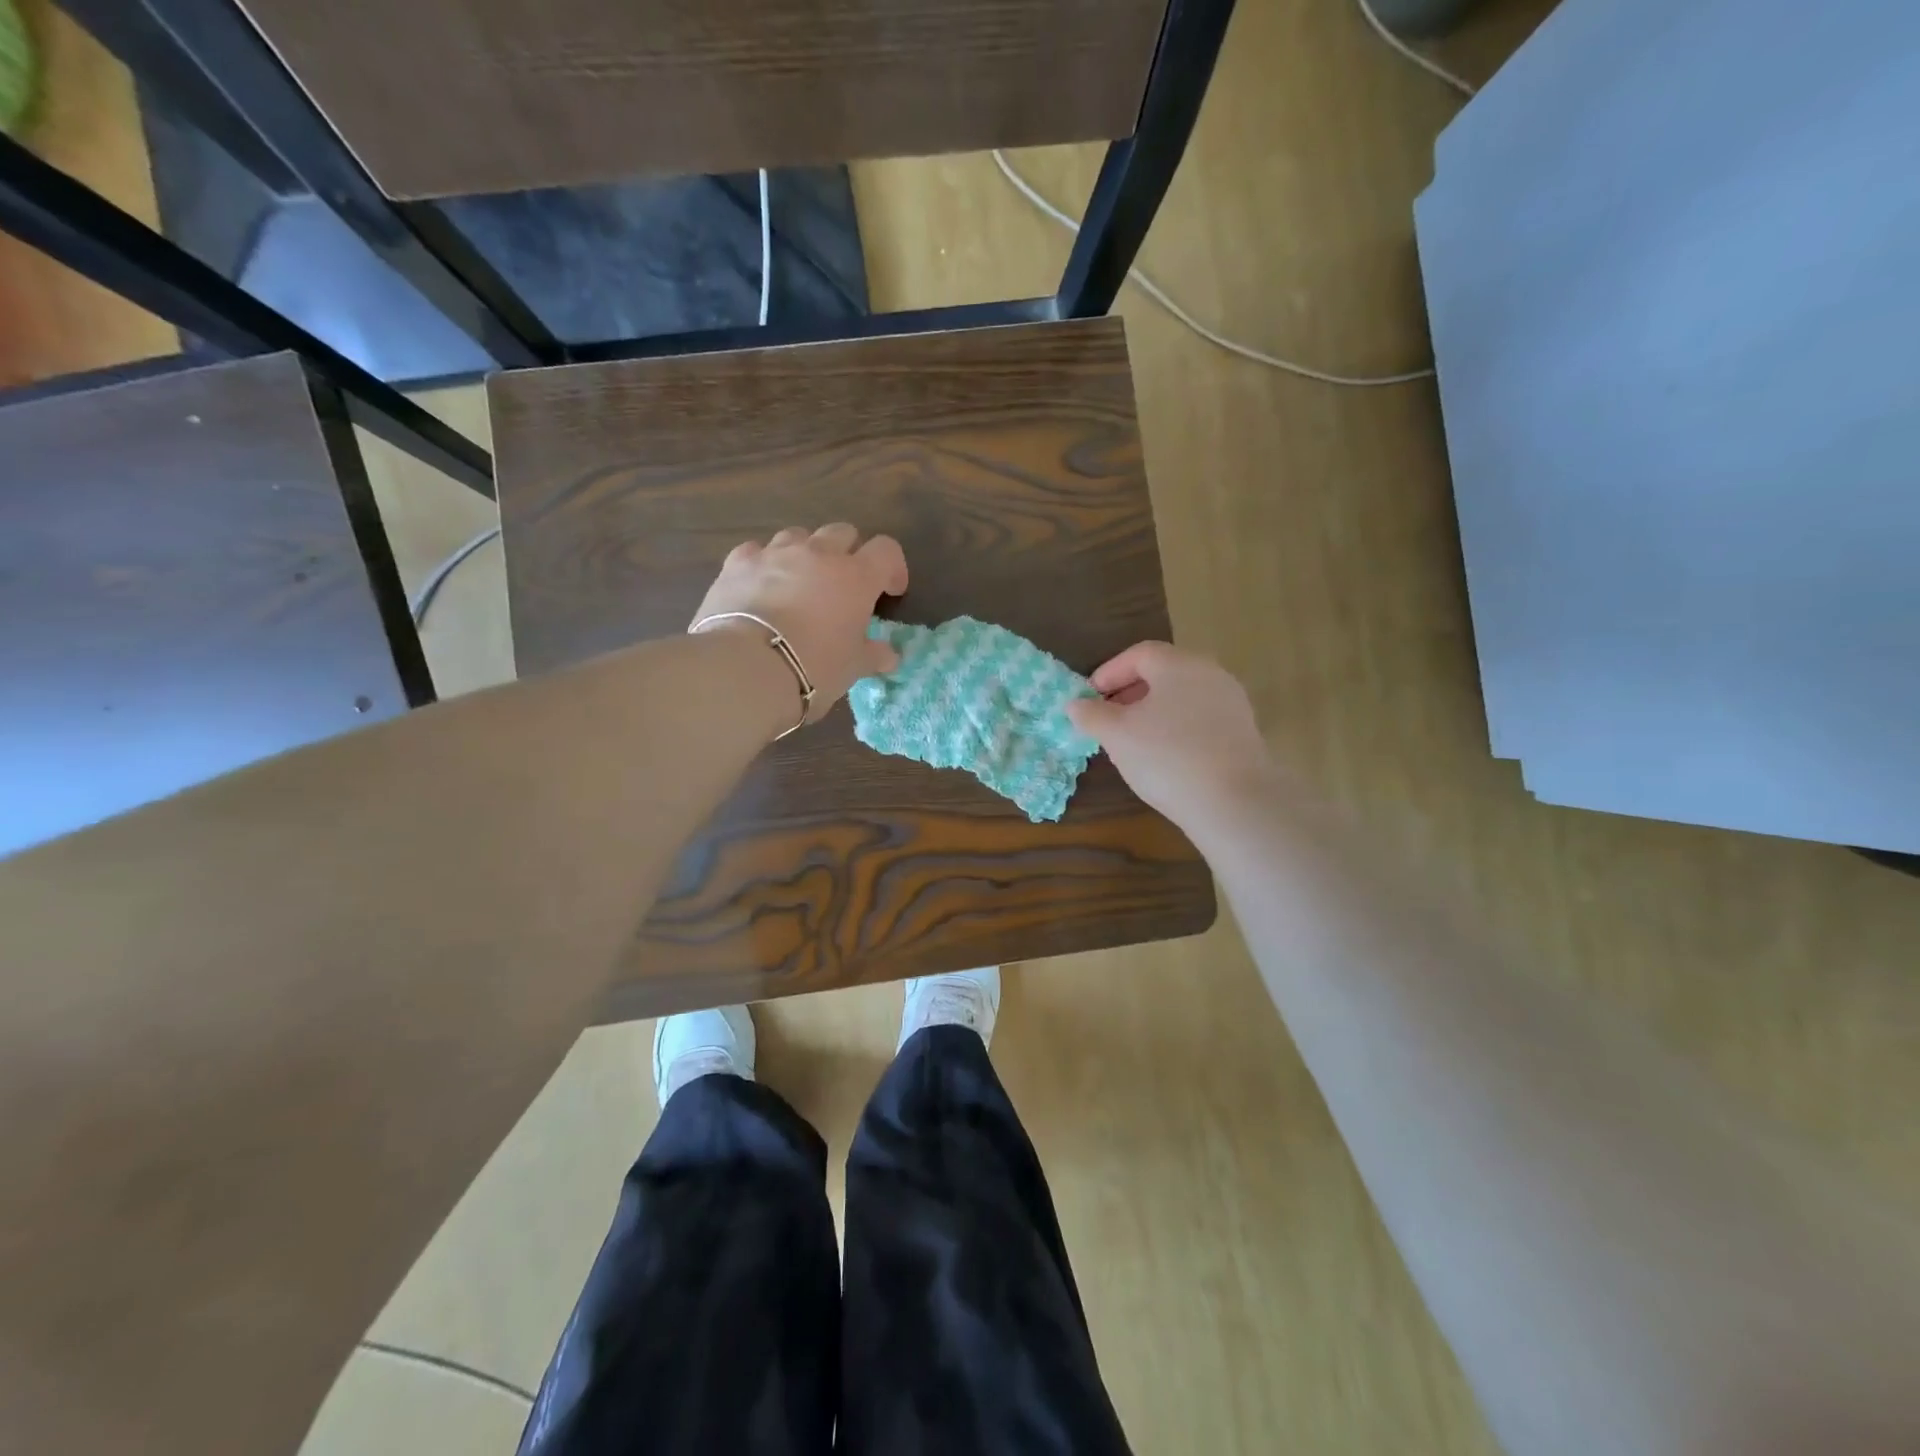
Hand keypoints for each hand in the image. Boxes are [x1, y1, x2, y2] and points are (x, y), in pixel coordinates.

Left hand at [690, 524, 908, 721]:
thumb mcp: (853, 667)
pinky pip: (757, 550)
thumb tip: (889, 656)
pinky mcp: (737, 562)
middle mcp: (818, 554)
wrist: (746, 667)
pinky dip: (764, 563)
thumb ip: (874, 655)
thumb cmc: (814, 666)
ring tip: (800, 582)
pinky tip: (760, 585)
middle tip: (844, 585)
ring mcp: (775, 553)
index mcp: (856, 576)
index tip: (890, 592)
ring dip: (806, 553)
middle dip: (848, 553)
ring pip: (798, 535)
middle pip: (842, 532)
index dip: (892, 568)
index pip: (886, 551)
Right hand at [1067, 642, 1273, 828]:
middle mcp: (1210, 673)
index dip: (1108, 672)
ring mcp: (1231, 703)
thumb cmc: (1166, 757)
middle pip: (1163, 673)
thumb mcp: (1116, 735)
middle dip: (1130, 692)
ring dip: (1153, 711)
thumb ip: (1091, 715)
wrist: (1233, 803)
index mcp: (1178, 664)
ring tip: (1132, 740)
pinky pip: (1200, 719)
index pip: (1138, 654)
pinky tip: (1164, 756)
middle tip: (1107, 718)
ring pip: (1182, 697)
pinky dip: (1177, 728)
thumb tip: (1076, 704)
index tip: (1088, 697)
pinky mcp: (1243, 732)